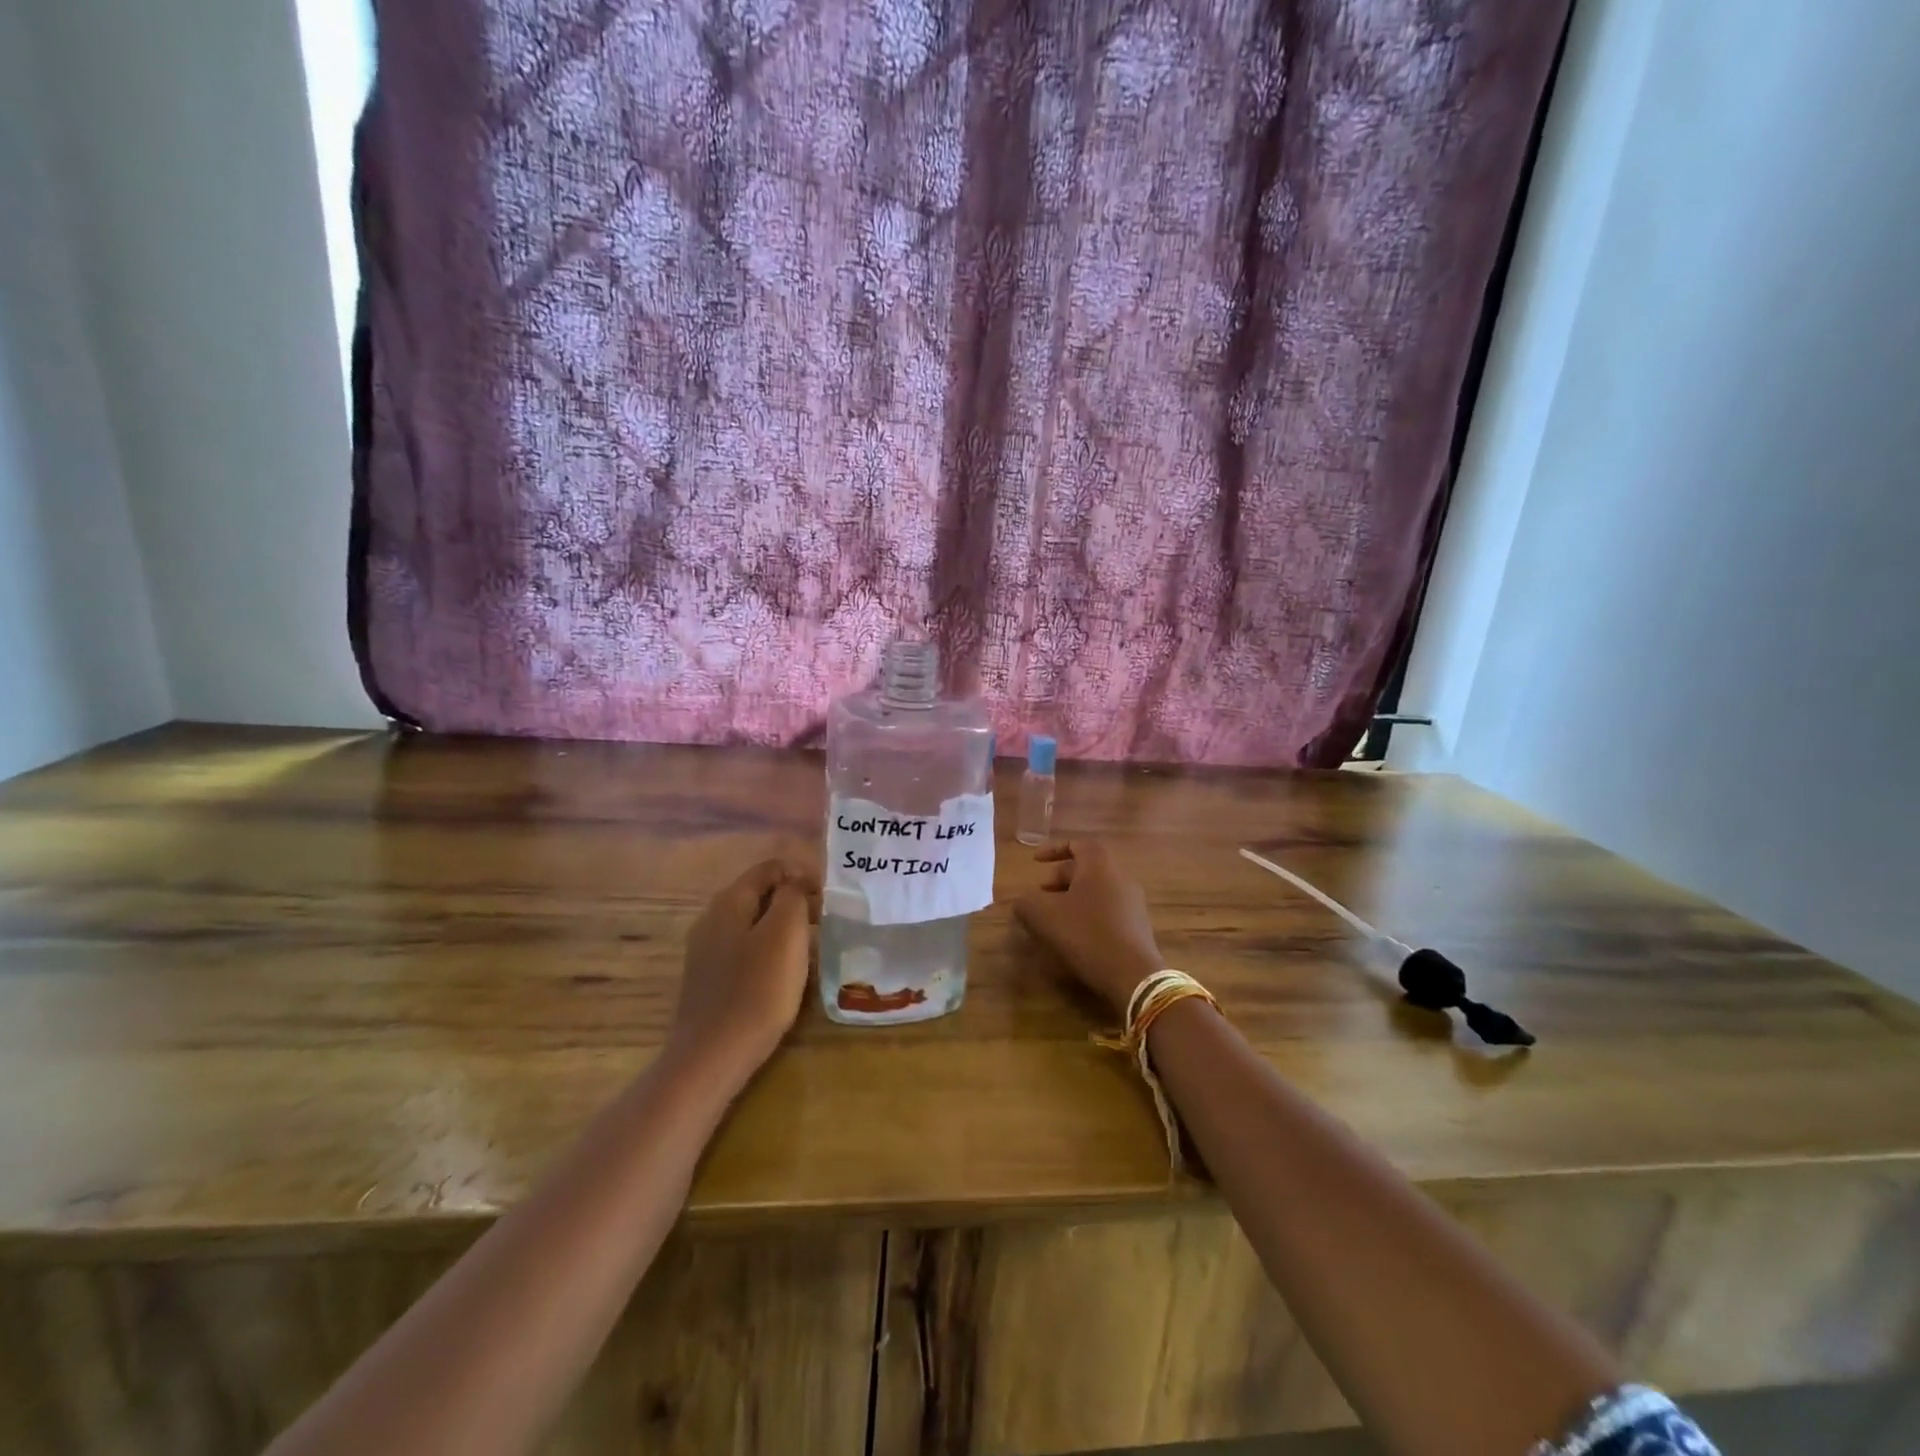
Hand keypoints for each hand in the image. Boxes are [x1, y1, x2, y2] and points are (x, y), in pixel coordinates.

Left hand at [670, 858, 820, 1077]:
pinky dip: (770, 951)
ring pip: (754, 923)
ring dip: (784, 928)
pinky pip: (746, 950)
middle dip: (794, 901)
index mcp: (729, 901)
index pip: (770, 867)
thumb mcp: (785, 933)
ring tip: (812, 947)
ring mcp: (707, 950)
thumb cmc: (757, 990)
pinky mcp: (710, 979)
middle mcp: (712, 918)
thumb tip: (795, 883)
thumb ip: (792, 897)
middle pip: (760, 894)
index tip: (829, 898)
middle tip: (825, 922)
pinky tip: (785, 974)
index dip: (802, 874)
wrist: (713, 1056)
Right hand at [1013, 840, 1163, 1017]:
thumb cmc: (1086, 934)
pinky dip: (1087, 913)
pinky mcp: (1137, 925)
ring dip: (1072, 897)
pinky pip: (1107, 909)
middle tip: (1039, 893)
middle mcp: (1120, 876)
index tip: (1035, 861)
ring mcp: (1133, 901)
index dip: (1053, 849)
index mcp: (1099, 865)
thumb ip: (1026, 903)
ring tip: (1053, 916)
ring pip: (1096, 890)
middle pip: (1087, 868)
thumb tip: (1023, 901)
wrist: (1133, 975)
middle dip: (1060, 878)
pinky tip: (1074, 935)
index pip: (1077, 844)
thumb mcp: (1044, 916)